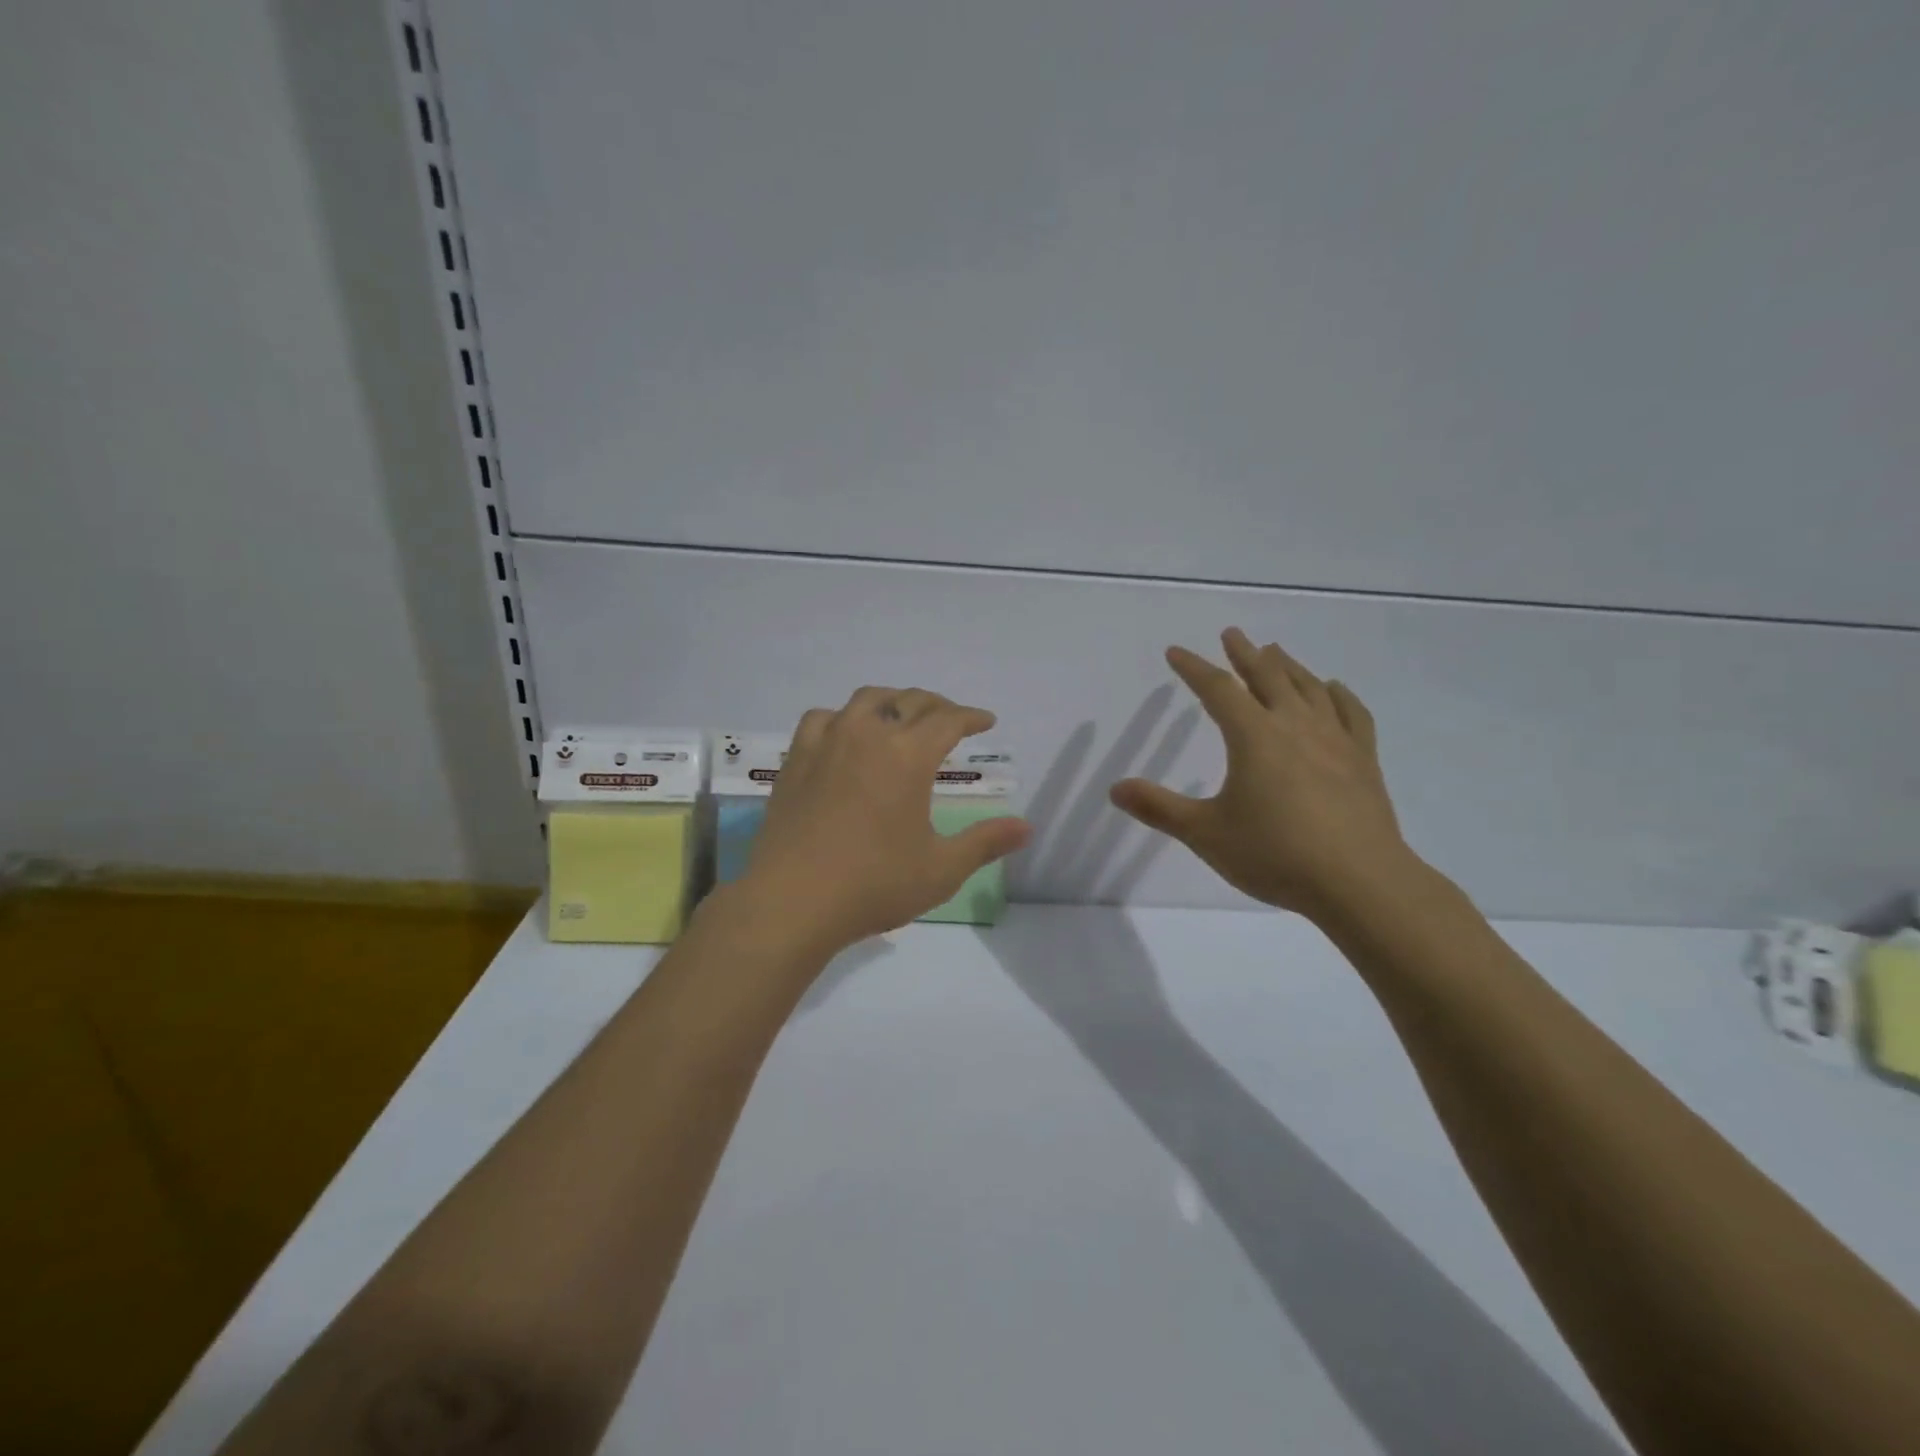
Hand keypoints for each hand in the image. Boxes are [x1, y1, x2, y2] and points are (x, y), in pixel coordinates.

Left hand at [730, 686, 1032, 955]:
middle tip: (951, 719)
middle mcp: (868, 735)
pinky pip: (822, 719)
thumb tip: (1026, 827)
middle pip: (909, 701)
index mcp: (908, 756)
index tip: (986, 721)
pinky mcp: (796, 759)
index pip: (949, 720)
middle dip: (937, 705)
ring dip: (892, 702)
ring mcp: (827, 743)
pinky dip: (843, 718)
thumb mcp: (941, 869)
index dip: (971, 717)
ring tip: (901, 717)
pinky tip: (845, 735)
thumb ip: (985, 843)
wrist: (792, 901)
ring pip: (865, 700)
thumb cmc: (873, 884)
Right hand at [1109, 628, 1414, 921]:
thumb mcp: (1205, 833)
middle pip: (1267, 676)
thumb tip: (1115, 788)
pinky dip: (1339, 695)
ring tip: (1275, 652)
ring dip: (1288, 666)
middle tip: (1232, 633)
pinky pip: (1352, 714)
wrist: (1359, 882)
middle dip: (1245, 654)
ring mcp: (1335, 740)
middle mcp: (1294, 726)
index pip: (1217, 689)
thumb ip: (1159, 808)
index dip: (1194, 668)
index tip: (1176, 652)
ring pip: (1309, 688)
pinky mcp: (1364, 760)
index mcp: (1253, 737)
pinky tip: (1334, 688)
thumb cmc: (1276, 854)